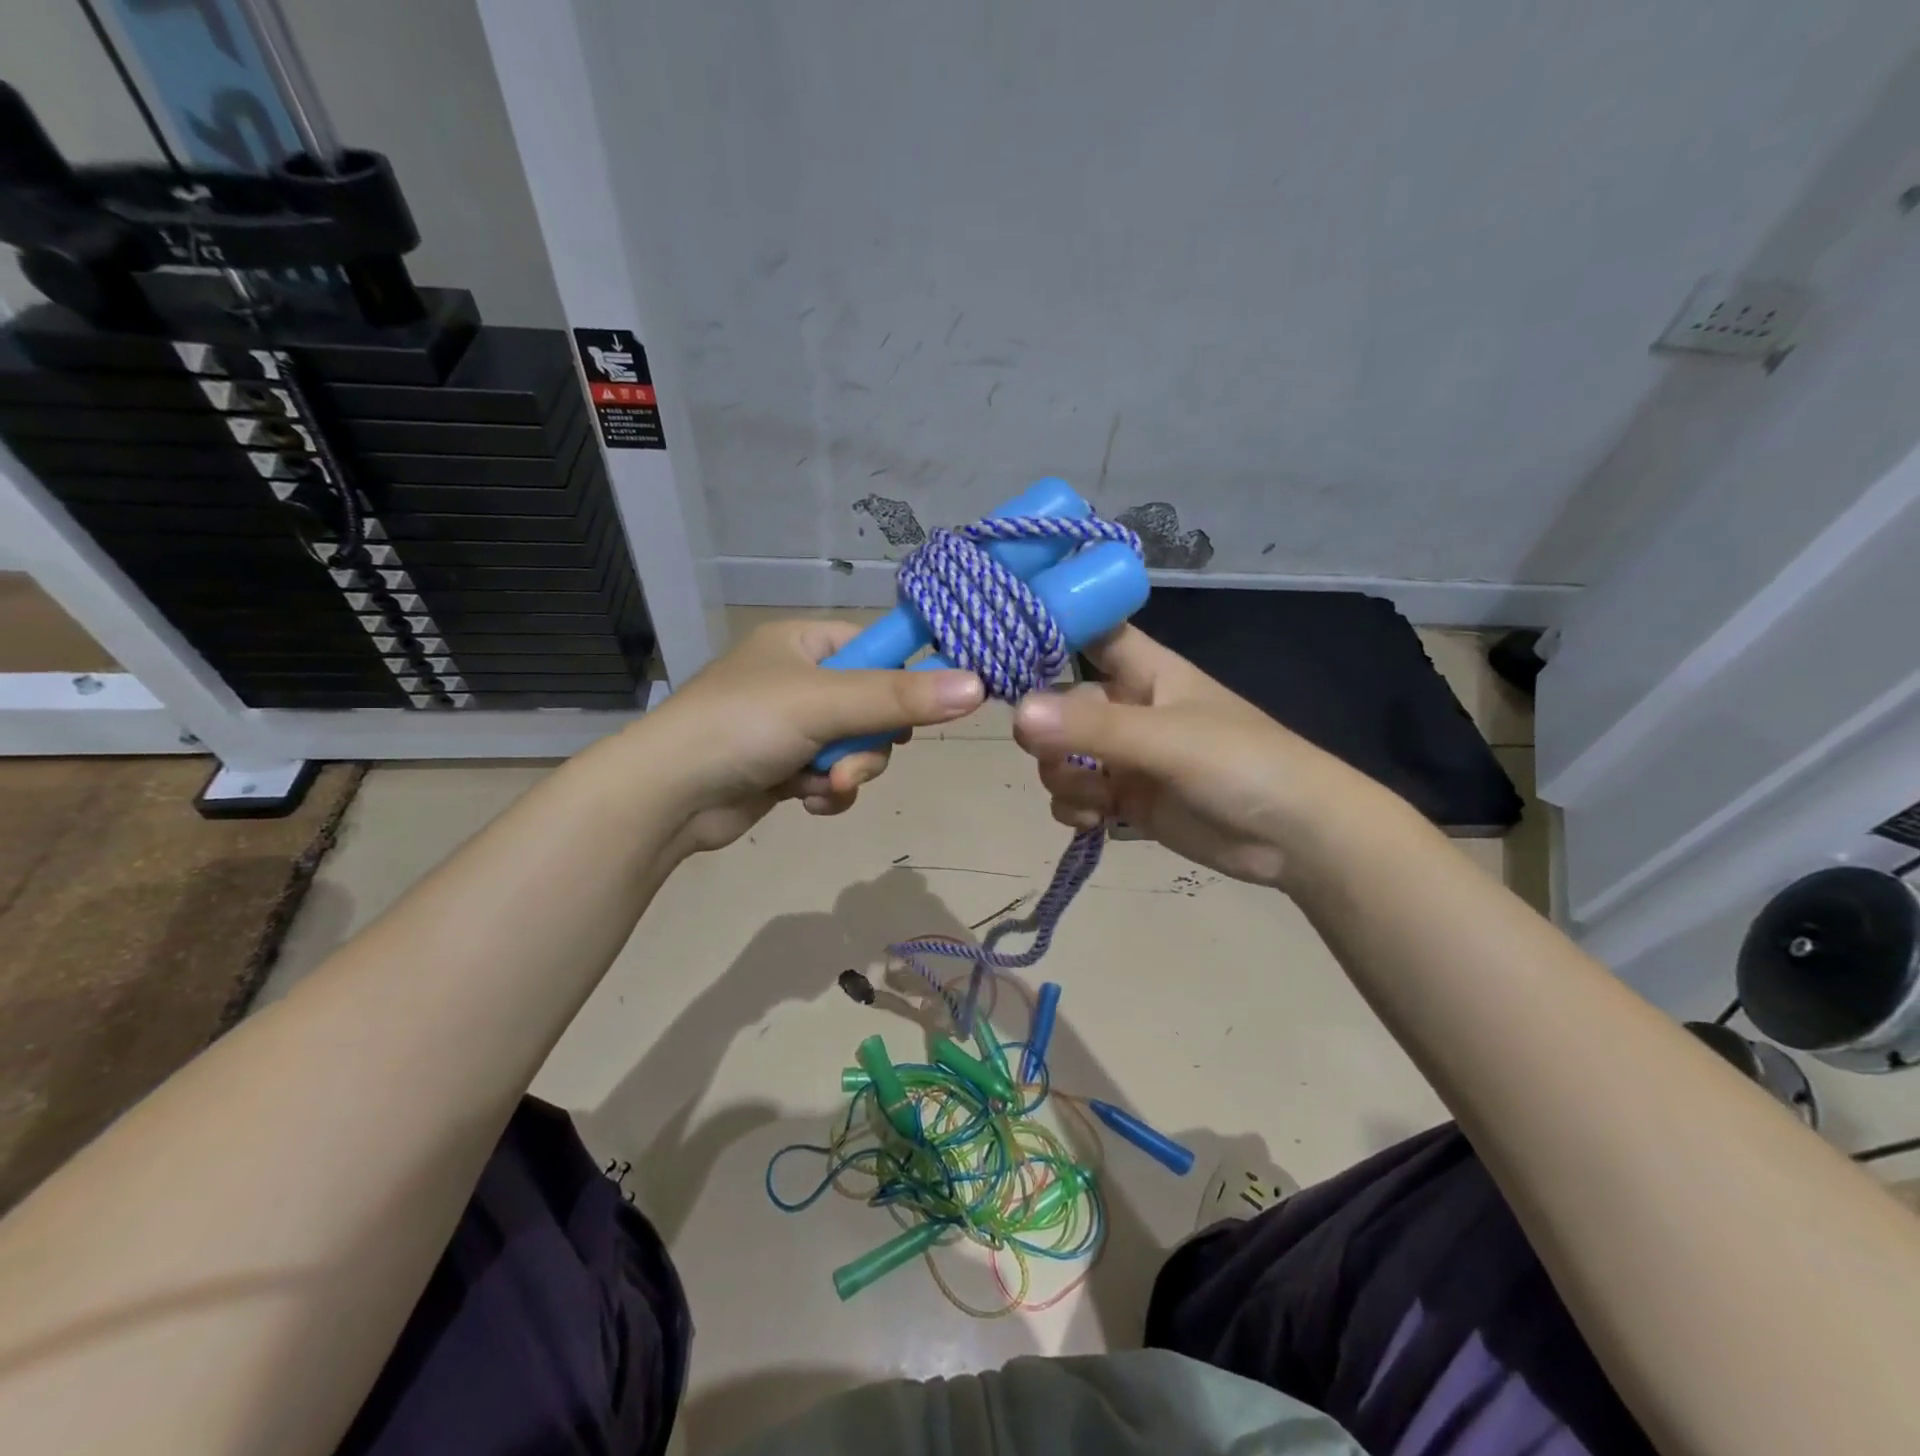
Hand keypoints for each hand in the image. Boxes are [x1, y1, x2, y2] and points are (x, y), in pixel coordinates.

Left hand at [639, 618, 983, 853]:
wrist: (667, 797)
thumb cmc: (742, 726)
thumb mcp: (825, 703)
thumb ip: (900, 697)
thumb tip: (979, 686)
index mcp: (804, 644)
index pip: (878, 647)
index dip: (908, 676)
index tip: (932, 705)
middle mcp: (800, 680)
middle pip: (874, 706)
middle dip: (869, 742)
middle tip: (850, 758)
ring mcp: (791, 727)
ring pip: (856, 747)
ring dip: (848, 772)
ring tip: (822, 785)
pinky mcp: (784, 768)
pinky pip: (832, 776)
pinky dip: (826, 792)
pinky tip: (805, 801)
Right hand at [1011, 625, 1333, 886]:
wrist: (1297, 836)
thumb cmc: (1240, 762)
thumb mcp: (1165, 738)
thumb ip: (1092, 727)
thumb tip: (1016, 715)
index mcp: (1143, 670)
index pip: (1087, 631)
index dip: (1048, 630)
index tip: (1000, 648)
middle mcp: (1128, 707)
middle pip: (1059, 704)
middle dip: (1048, 734)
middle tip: (1059, 755)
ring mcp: (1126, 756)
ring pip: (1062, 756)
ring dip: (1061, 778)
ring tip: (1092, 798)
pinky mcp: (1128, 799)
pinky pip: (1077, 796)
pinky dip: (1074, 809)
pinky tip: (1093, 822)